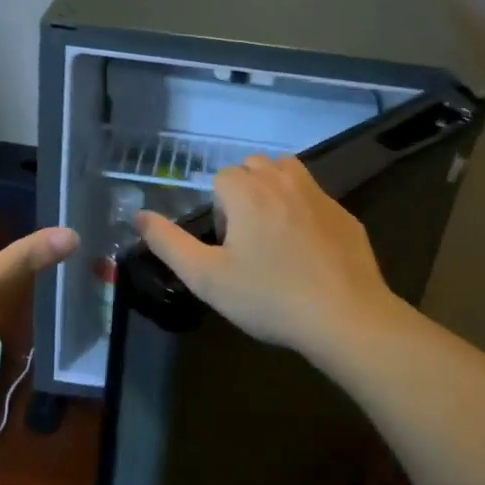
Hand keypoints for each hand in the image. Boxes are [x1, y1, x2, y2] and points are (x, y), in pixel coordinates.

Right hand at [135, 155, 403, 361]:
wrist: (345, 317)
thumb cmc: (269, 298)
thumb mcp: (206, 278)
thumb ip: (168, 243)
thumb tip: (139, 216)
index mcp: (248, 192)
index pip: (221, 178)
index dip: (219, 211)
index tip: (228, 248)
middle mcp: (284, 181)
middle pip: (253, 167)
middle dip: (244, 194)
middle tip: (247, 242)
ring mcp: (319, 195)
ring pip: (287, 172)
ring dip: (274, 191)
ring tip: (275, 235)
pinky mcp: (345, 214)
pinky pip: (315, 197)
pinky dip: (304, 211)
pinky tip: (308, 251)